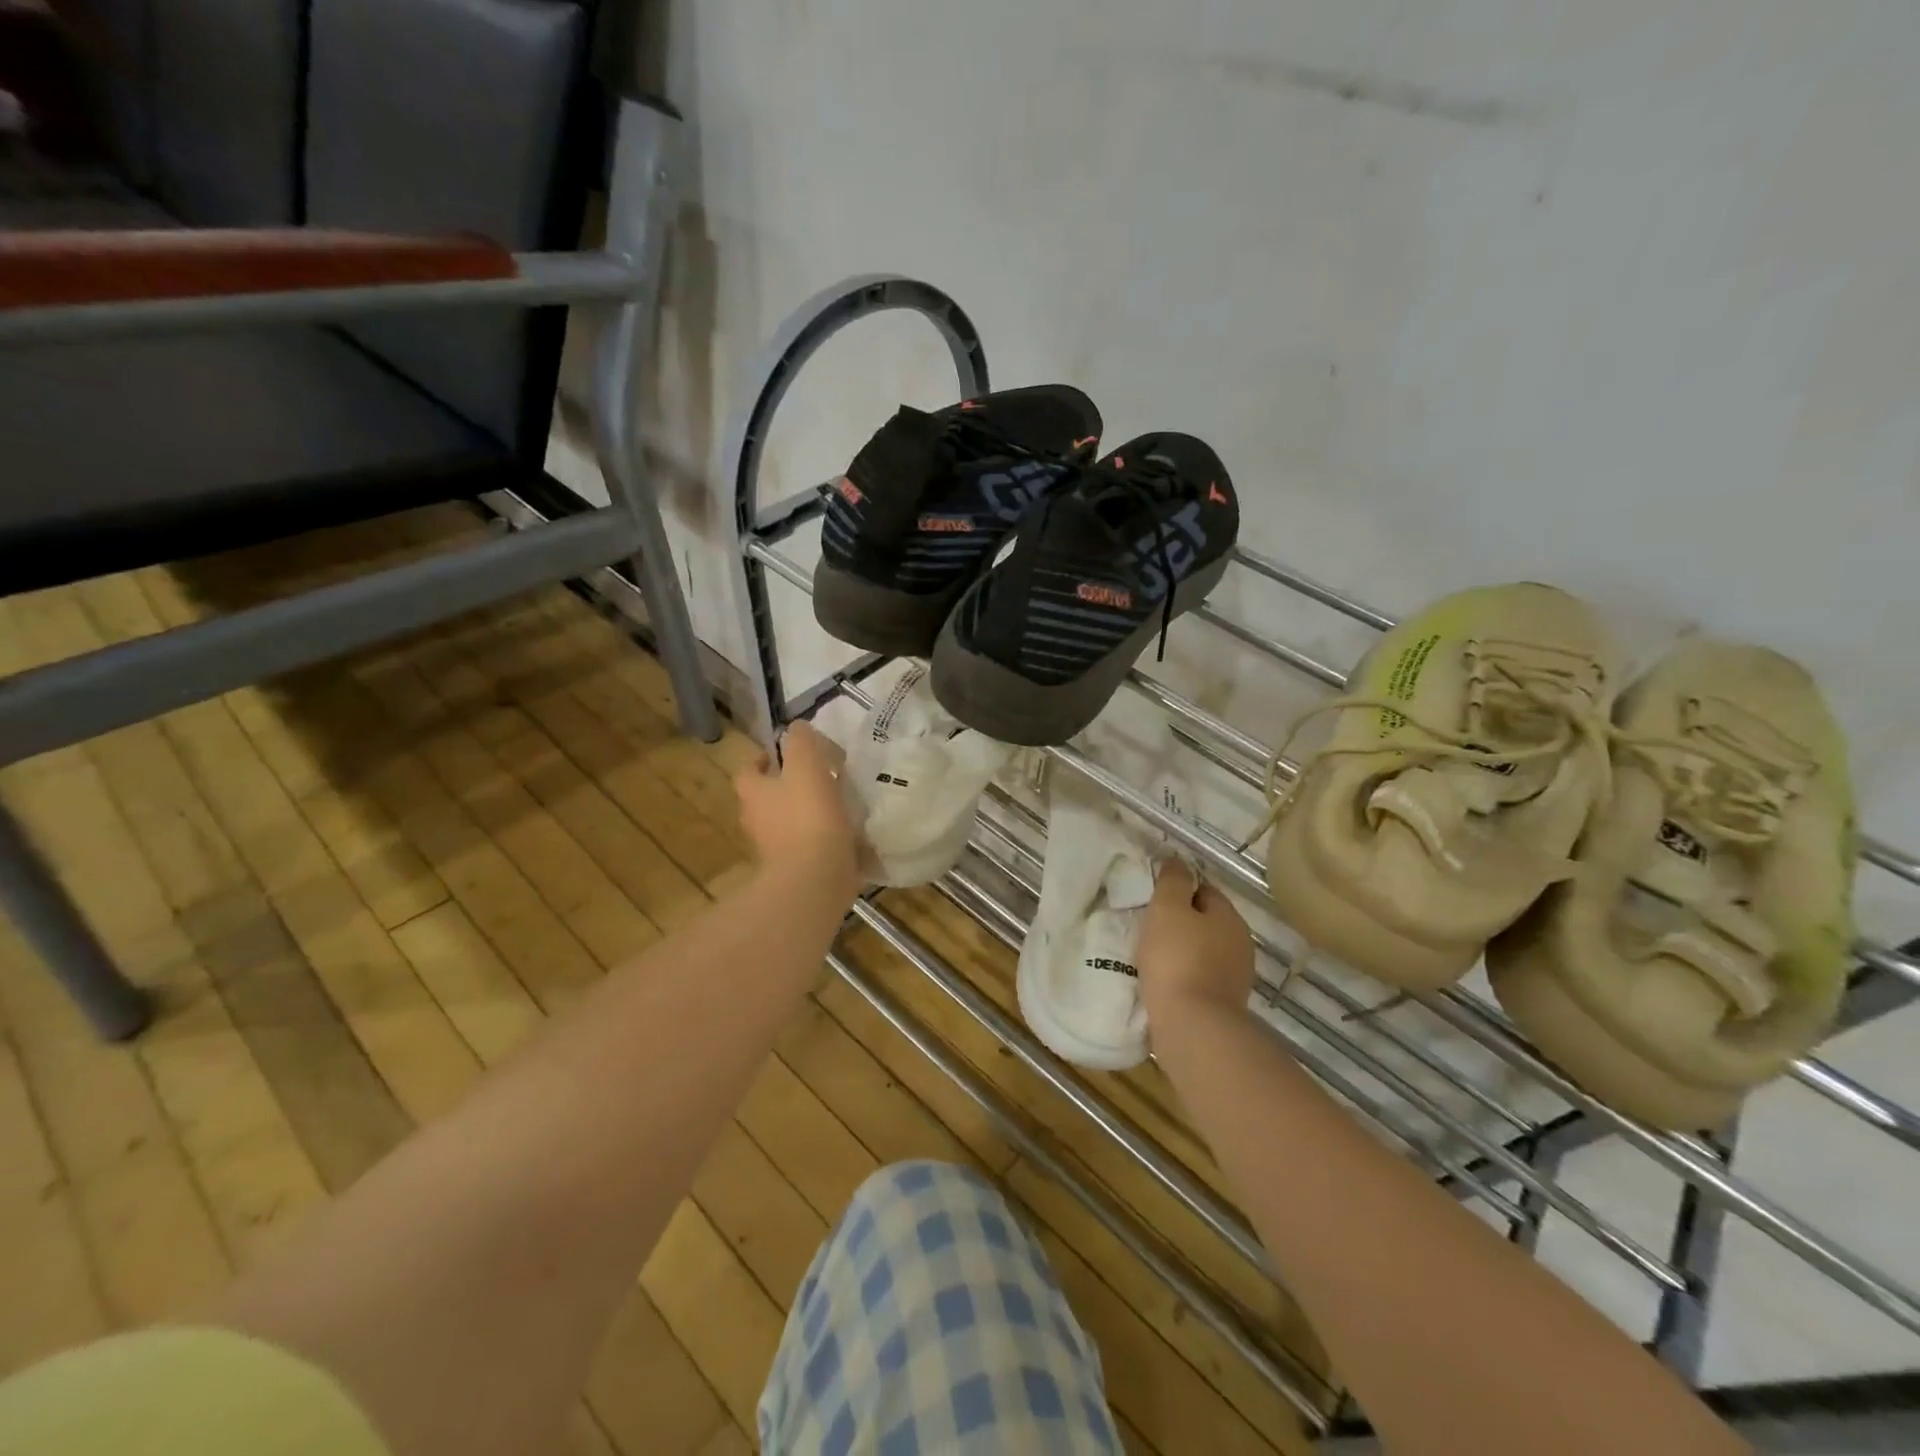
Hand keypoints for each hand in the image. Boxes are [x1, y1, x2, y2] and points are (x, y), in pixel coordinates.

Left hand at [733, 722, 860, 898]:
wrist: (815, 880)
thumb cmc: (808, 817)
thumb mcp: (807, 765)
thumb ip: (801, 742)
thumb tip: (797, 727)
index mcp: (755, 794)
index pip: (747, 771)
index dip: (761, 760)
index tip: (782, 755)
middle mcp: (757, 822)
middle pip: (766, 799)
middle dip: (786, 788)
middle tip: (816, 778)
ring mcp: (775, 851)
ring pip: (787, 824)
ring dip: (806, 814)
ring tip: (838, 805)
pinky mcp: (797, 872)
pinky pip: (808, 848)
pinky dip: (822, 841)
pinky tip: (847, 836)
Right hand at [1136, 861, 1254, 1026]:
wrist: (1193, 1026)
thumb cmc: (1177, 958)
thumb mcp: (1167, 909)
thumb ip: (1173, 881)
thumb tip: (1177, 860)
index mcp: (1229, 916)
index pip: (1204, 889)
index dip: (1178, 890)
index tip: (1153, 899)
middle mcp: (1240, 943)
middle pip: (1206, 921)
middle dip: (1182, 922)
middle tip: (1149, 927)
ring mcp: (1235, 976)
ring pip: (1204, 950)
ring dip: (1182, 950)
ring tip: (1152, 956)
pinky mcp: (1224, 1003)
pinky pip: (1200, 977)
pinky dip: (1183, 975)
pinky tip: (1163, 981)